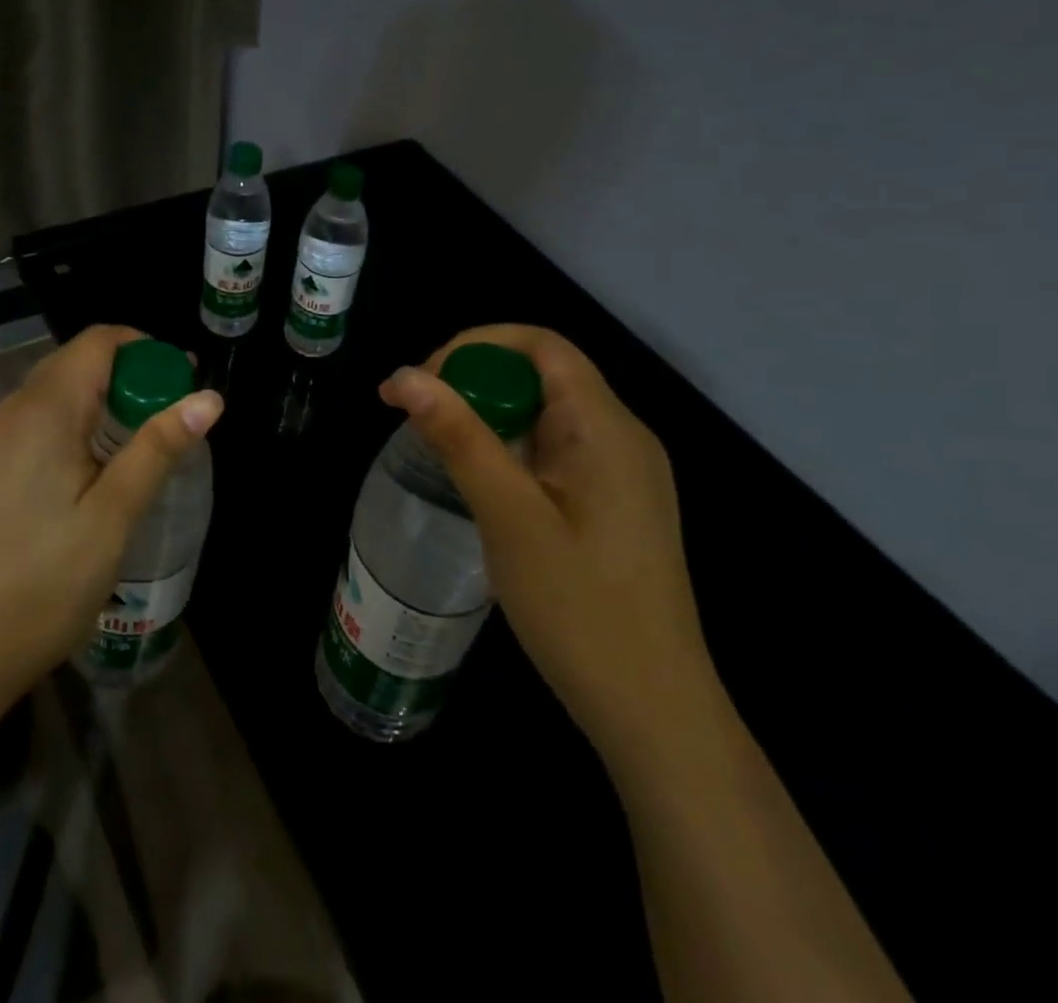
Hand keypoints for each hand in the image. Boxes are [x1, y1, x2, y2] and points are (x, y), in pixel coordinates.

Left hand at [0, 324, 223, 712]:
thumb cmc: (42, 585)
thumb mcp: (113, 517)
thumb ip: (158, 449)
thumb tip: (210, 398)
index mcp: (41, 412)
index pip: (97, 342)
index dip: (145, 349)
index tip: (182, 381)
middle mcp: (8, 414)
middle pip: (74, 364)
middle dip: (127, 376)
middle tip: (169, 416)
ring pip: (52, 395)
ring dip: (100, 403)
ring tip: (136, 446)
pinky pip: (33, 425)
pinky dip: (71, 427)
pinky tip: (87, 474)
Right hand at [380, 326, 716, 767]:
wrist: (655, 712)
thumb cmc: (580, 609)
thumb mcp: (508, 516)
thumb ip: (458, 437)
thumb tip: (402, 376)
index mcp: (606, 428)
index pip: (541, 345)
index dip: (475, 345)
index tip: (422, 382)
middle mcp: (622, 436)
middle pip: (543, 373)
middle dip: (474, 379)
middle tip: (418, 416)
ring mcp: (623, 472)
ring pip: (546, 412)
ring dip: (489, 414)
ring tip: (439, 447)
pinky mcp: (615, 502)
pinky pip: (556, 449)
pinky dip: (511, 446)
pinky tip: (483, 482)